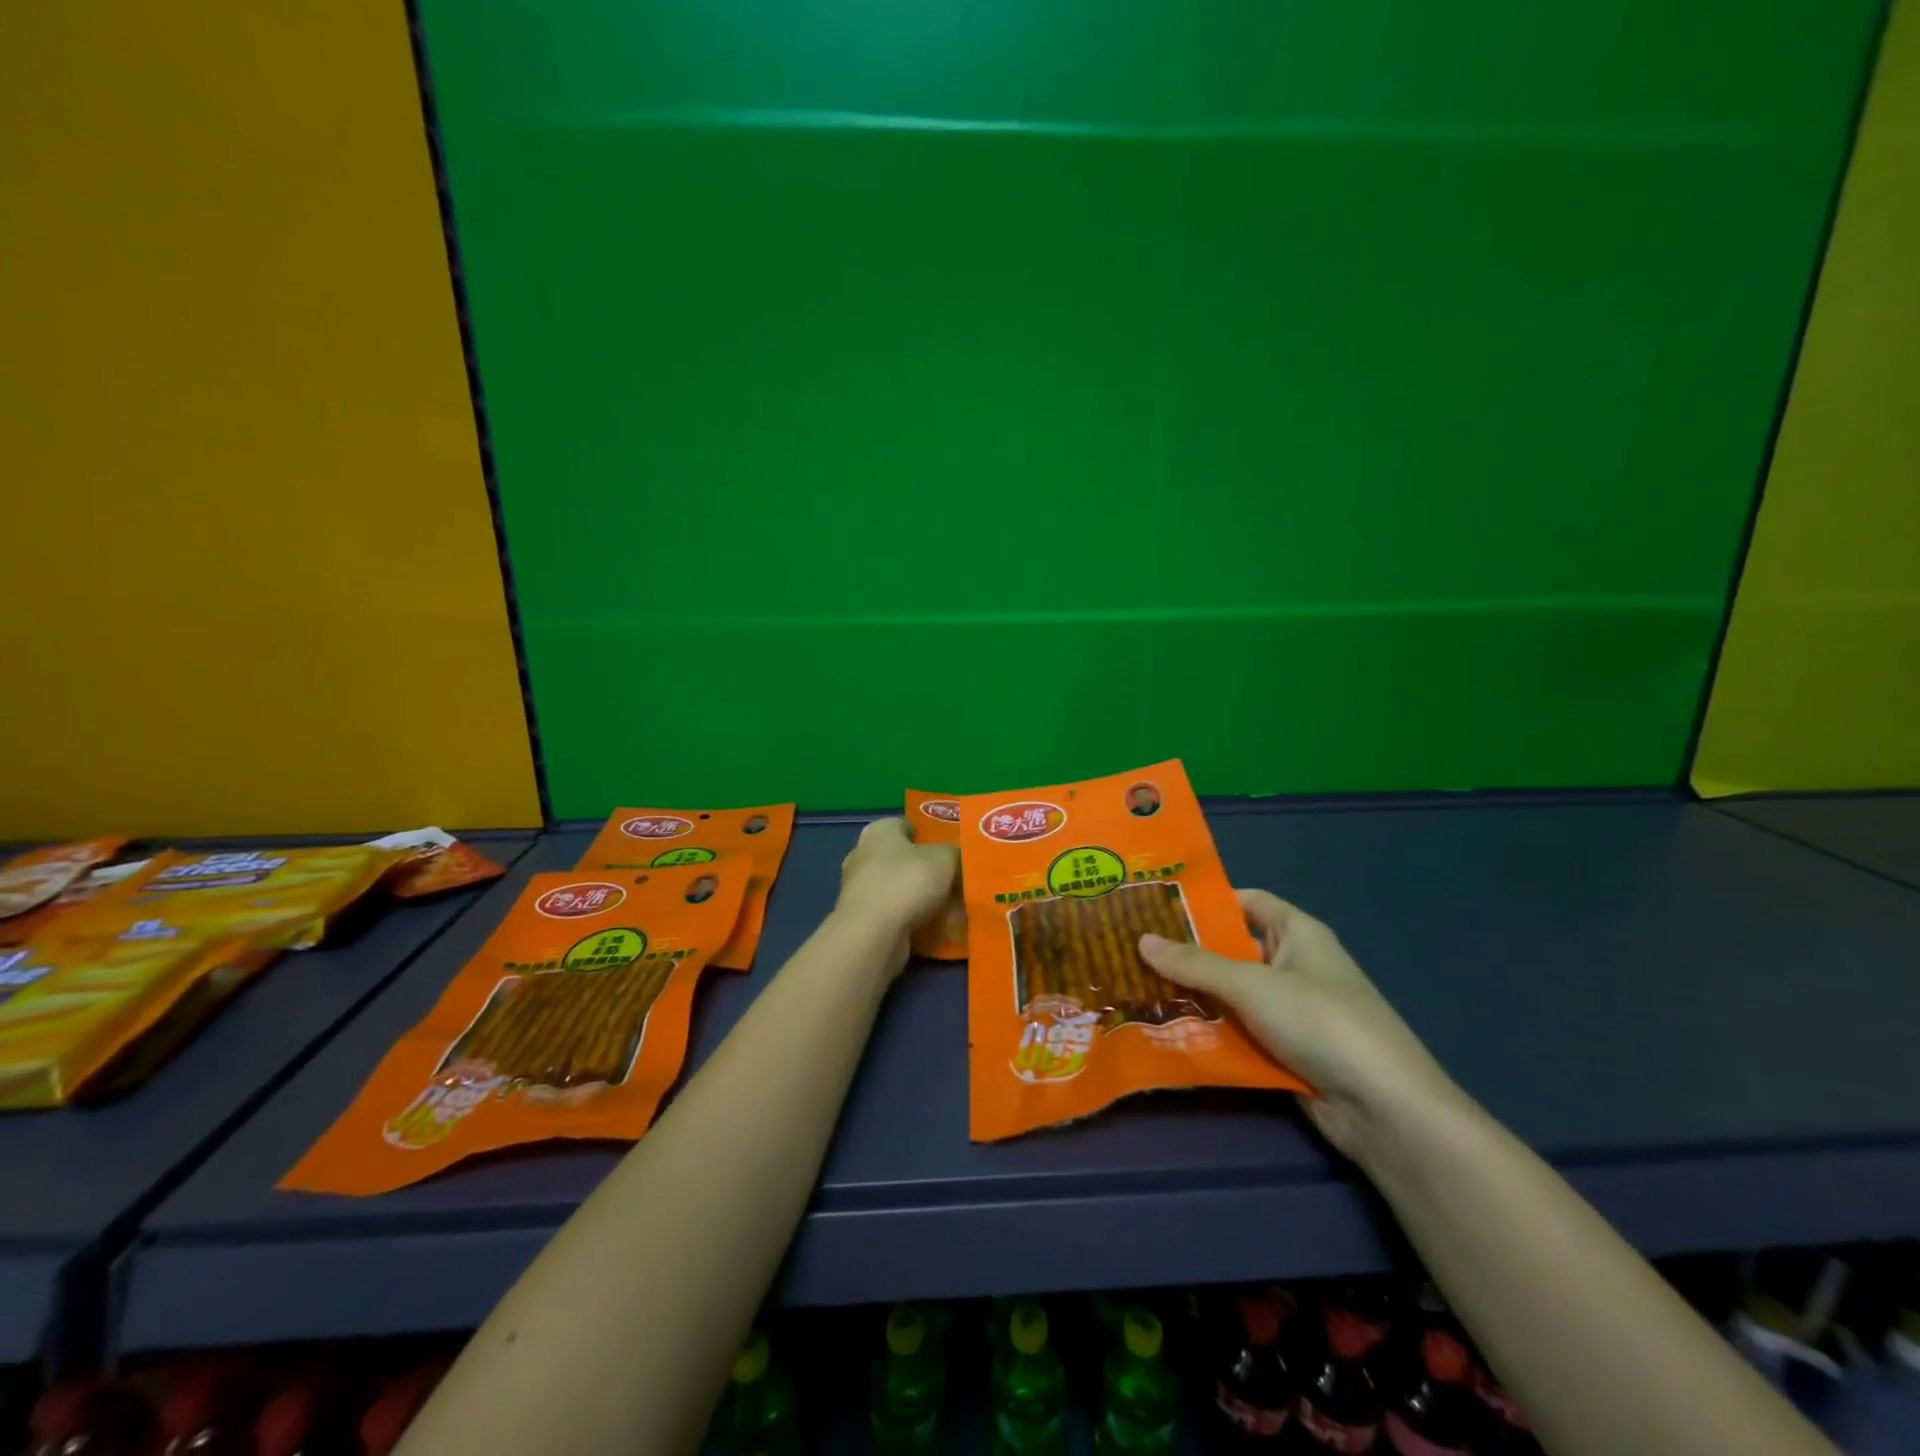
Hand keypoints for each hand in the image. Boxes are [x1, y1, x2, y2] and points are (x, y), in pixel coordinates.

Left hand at [835, 818, 958, 945]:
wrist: (874, 935)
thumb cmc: (908, 882)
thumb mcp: (945, 858)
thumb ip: (955, 852)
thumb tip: (960, 856)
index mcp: (879, 831)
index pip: (908, 825)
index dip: (932, 834)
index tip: (955, 847)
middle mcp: (864, 856)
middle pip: (905, 858)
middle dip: (929, 868)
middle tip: (959, 877)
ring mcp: (860, 890)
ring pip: (901, 888)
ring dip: (922, 897)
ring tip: (954, 904)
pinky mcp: (863, 920)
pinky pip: (896, 913)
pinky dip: (914, 918)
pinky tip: (938, 926)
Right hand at [1139, 891, 1462, 1161]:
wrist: (1385, 1109)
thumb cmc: (1321, 1021)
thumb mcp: (1252, 985)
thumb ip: (1195, 964)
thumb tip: (1141, 940)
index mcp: (1298, 933)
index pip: (1248, 902)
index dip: (1207, 901)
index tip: (1157, 904)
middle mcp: (1294, 966)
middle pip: (1233, 951)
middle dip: (1187, 952)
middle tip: (1132, 949)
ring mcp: (1290, 1012)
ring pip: (1231, 996)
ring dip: (1193, 997)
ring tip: (1135, 988)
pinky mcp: (1285, 1052)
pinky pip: (1239, 1033)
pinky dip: (1209, 1033)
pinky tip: (1166, 1032)